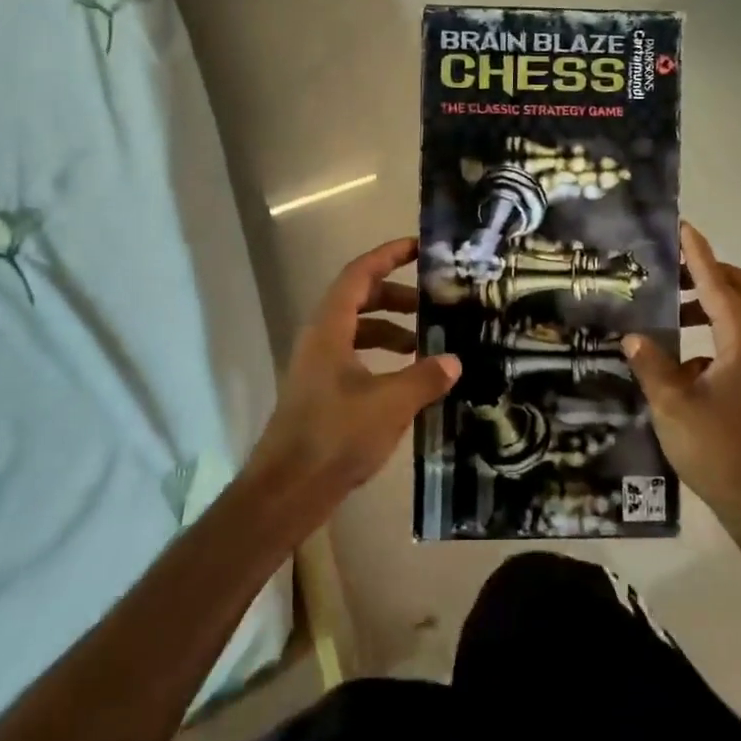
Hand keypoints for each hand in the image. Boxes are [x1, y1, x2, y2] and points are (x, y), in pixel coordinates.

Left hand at [247, 238, 460, 514]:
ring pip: (358, 331)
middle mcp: (321, 339)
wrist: (286, 492)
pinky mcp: (322, 393)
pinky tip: (407, 380)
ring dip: (391, 329)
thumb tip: (454, 360)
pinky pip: (356, 358)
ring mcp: (319, 367)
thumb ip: (425, 377)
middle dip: (397, 296)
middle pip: (359, 299)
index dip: (389, 256)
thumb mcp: (390, 403)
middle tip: (433, 303)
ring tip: (426, 343)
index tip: (419, 248)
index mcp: (330, 328)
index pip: (359, 274)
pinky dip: (383, 358)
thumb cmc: (335, 436)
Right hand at [621, 223, 740, 521]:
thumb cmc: (718, 448)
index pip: (717, 284)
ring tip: (669, 311)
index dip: (698, 255)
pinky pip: (734, 339)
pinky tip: (676, 358)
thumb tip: (634, 336)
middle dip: (711, 272)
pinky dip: (709, 333)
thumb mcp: (672, 404)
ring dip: (708, 303)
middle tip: (675, 271)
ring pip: (739, 315)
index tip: (682, 227)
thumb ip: (652, 364)